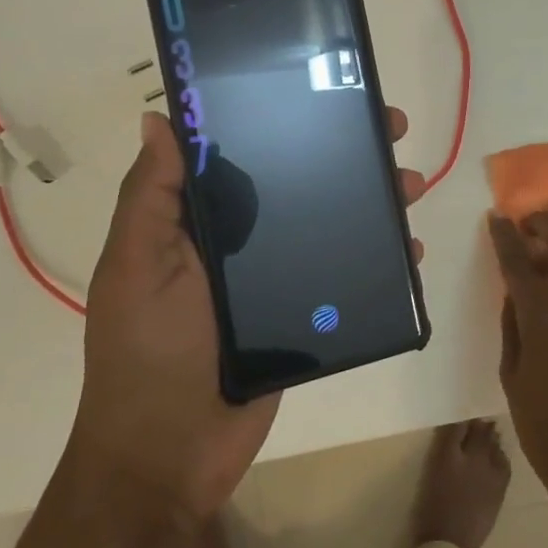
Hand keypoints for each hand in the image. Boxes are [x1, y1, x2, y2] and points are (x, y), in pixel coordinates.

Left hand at [76, 108, 423, 524]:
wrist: (170, 455)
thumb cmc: (148, 352)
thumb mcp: (137, 266)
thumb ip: (152, 196)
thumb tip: (160, 117)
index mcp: (198, 221)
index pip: (243, 153)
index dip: (281, 118)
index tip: (322, 93)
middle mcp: (238, 242)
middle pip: (297, 182)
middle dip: (344, 153)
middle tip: (390, 130)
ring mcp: (273, 280)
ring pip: (328, 224)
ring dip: (371, 201)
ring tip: (410, 186)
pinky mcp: (301, 316)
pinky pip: (342, 276)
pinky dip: (377, 260)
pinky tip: (407, 250)